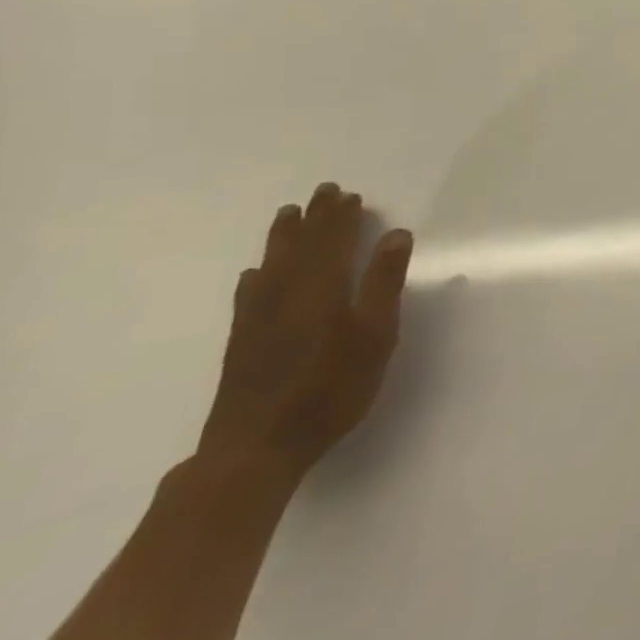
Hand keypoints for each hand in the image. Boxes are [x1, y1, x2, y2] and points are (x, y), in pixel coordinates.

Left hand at [197, 184, 414, 483]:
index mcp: (322, 289)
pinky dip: (256, 276)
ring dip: (282, 238)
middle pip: (301, 247)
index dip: (342, 218)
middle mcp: (286, 295)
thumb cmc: (330, 388)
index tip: (350, 195)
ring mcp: (259, 319)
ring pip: (272, 265)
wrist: (257, 447)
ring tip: (287, 215)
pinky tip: (255, 273)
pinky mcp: (242, 342)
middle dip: (314, 218)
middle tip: (323, 192)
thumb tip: (396, 234)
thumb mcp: (375, 335)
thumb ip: (384, 283)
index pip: (333, 242)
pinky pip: (249, 295)